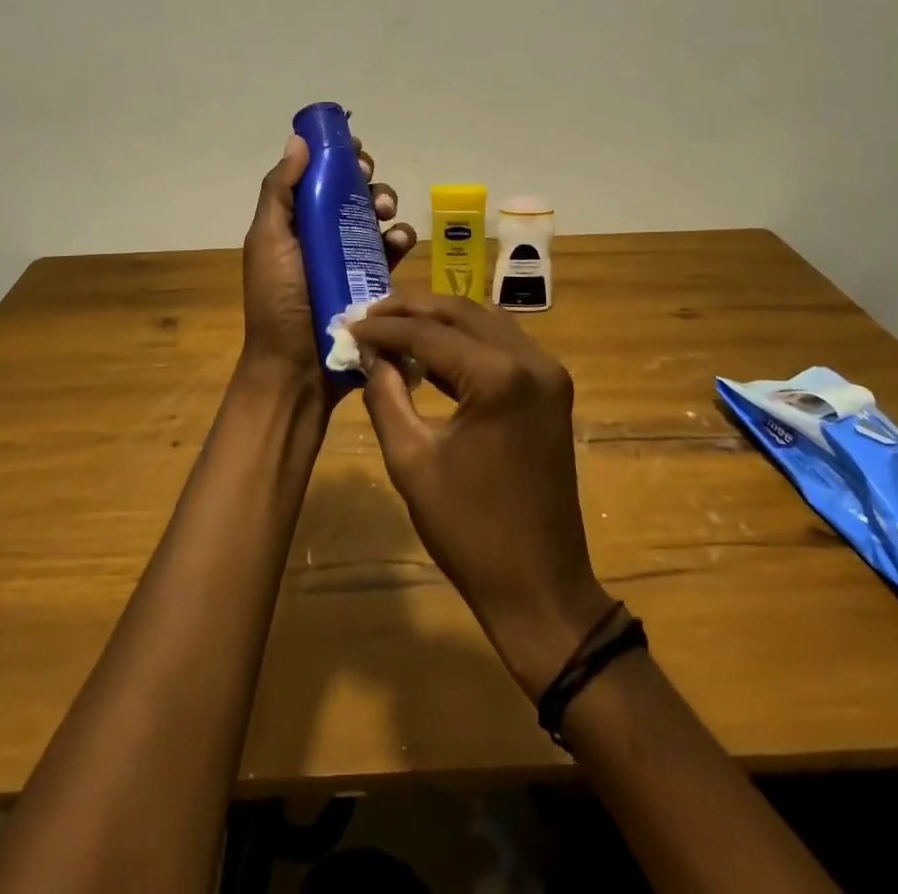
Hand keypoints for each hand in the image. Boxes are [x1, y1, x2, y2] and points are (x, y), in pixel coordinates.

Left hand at [240, 133, 414, 406]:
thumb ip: (280, 190)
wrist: (298, 368)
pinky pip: (392, 251)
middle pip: (350, 192)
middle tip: (370, 181)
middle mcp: (321, 235)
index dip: (335, 157)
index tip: (353, 146)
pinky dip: (399, 240)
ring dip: (386, 205)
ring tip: (387, 214)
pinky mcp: (373, 282)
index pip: (316, 177)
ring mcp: (349, 259)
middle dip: (365, 179)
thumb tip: (298, 140)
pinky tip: (400, 243)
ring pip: (375, 217)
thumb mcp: (269, 240)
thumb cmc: (278, 300)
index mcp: (293, 222)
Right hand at [350, 294, 614, 698]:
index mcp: (499, 377)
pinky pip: (503, 346)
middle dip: (411, 310)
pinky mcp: (551, 389)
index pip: (429, 333)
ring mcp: (548, 373)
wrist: (540, 586)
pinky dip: (465, 342)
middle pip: (461, 313)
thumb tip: (368, 354)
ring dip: (439, 321)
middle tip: (367, 315)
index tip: (346, 325)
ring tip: (392, 327)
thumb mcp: (411, 461)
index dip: (383, 328)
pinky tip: (429, 353)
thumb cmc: (469, 530)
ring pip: (485, 322)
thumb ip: (385, 395)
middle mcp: (532, 361)